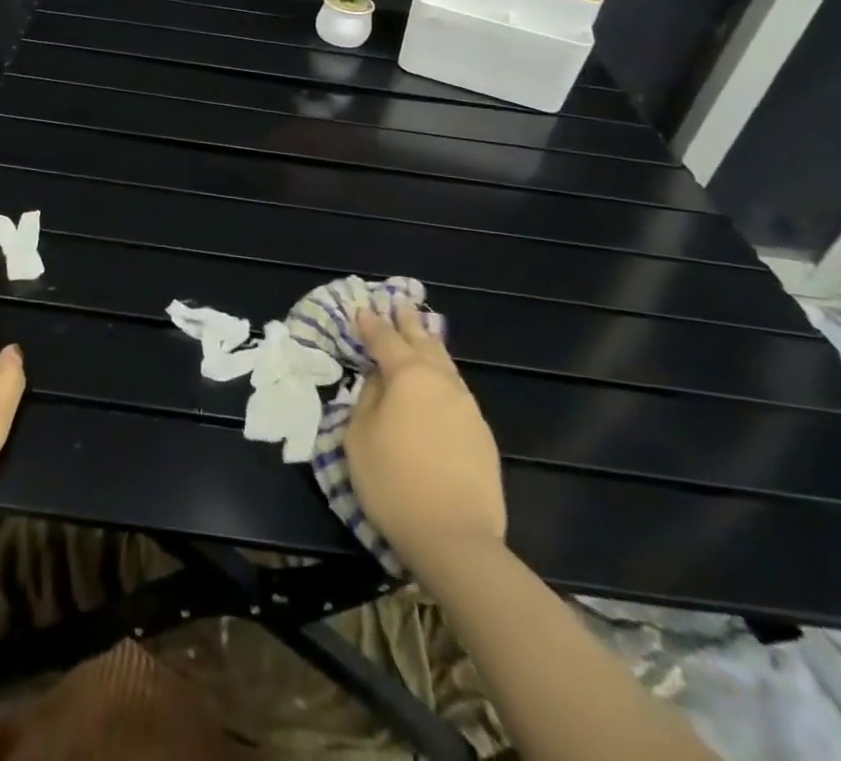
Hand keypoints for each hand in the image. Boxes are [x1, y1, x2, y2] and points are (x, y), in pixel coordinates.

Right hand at [346, 303, 506, 563]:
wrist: (455, 538)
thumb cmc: (393, 483)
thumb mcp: (359, 438)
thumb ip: (367, 398)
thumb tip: (379, 379)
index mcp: (407, 375)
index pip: (385, 339)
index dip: (371, 323)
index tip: (362, 309)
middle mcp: (440, 381)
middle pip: (423, 341)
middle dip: (408, 321)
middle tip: (400, 302)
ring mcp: (466, 406)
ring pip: (445, 364)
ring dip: (430, 345)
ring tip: (423, 333)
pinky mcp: (482, 433)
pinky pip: (457, 390)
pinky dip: (443, 375)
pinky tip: (440, 381)